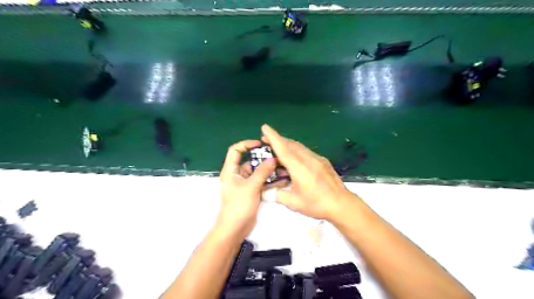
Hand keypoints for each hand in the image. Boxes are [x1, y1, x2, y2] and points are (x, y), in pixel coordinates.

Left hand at [216, 139, 277, 236]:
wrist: (235, 229)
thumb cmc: (238, 205)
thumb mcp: (251, 186)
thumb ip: (262, 172)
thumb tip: (273, 158)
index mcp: (231, 170)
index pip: (235, 150)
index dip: (246, 144)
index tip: (260, 144)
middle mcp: (238, 175)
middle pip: (250, 161)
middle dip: (263, 158)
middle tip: (278, 157)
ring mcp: (246, 183)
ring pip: (258, 172)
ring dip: (269, 170)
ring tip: (283, 167)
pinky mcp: (253, 191)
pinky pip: (262, 182)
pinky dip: (270, 180)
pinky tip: (282, 179)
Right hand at [262, 125, 360, 220]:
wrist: (342, 204)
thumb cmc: (317, 204)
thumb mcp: (294, 203)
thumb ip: (277, 195)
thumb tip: (267, 191)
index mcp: (299, 167)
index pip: (283, 149)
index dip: (272, 137)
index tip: (264, 127)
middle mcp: (308, 159)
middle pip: (290, 144)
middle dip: (277, 139)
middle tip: (266, 140)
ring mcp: (317, 159)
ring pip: (299, 147)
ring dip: (287, 144)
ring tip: (278, 149)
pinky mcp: (323, 162)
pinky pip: (306, 151)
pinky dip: (296, 150)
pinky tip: (294, 159)